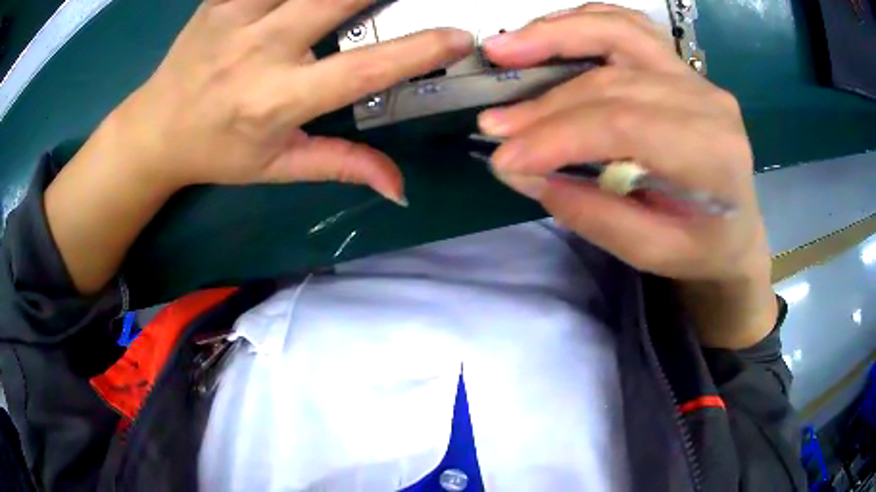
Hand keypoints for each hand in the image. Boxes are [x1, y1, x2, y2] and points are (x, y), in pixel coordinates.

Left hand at [115, 0, 473, 201]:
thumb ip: (341, 166)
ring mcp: (235, 16)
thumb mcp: (277, 167)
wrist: (155, 130)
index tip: (460, 37)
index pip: (363, 69)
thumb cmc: (217, 152)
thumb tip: (399, 188)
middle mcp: (258, 51)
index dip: (419, 50)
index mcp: (277, 101)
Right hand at [478, 5, 775, 347]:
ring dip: (554, 35)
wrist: (737, 227)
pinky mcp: (680, 66)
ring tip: (503, 50)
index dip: (558, 135)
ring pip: (618, 32)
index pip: (624, 125)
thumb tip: (521, 171)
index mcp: (712, 156)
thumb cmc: (701, 247)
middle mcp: (708, 103)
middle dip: (545, 101)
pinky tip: (546, 30)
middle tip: (492, 122)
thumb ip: (590, 213)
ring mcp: (695, 76)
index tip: (504, 157)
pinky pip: (628, 26)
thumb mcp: (650, 253)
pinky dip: (583, 21)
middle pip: (613, 80)